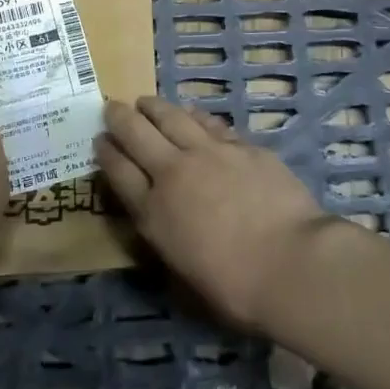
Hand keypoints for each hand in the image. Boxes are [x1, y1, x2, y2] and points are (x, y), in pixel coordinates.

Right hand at [95, 96, 331, 331]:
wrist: (291, 262)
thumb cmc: (236, 287)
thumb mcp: (184, 274)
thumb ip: (168, 239)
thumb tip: (163, 222)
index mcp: (154, 213)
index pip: (119, 172)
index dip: (105, 153)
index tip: (98, 140)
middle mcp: (174, 173)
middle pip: (137, 134)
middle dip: (119, 118)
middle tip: (111, 107)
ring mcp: (209, 153)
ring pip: (172, 117)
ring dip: (154, 107)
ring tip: (145, 102)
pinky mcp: (242, 146)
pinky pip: (209, 123)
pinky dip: (193, 115)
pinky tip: (191, 113)